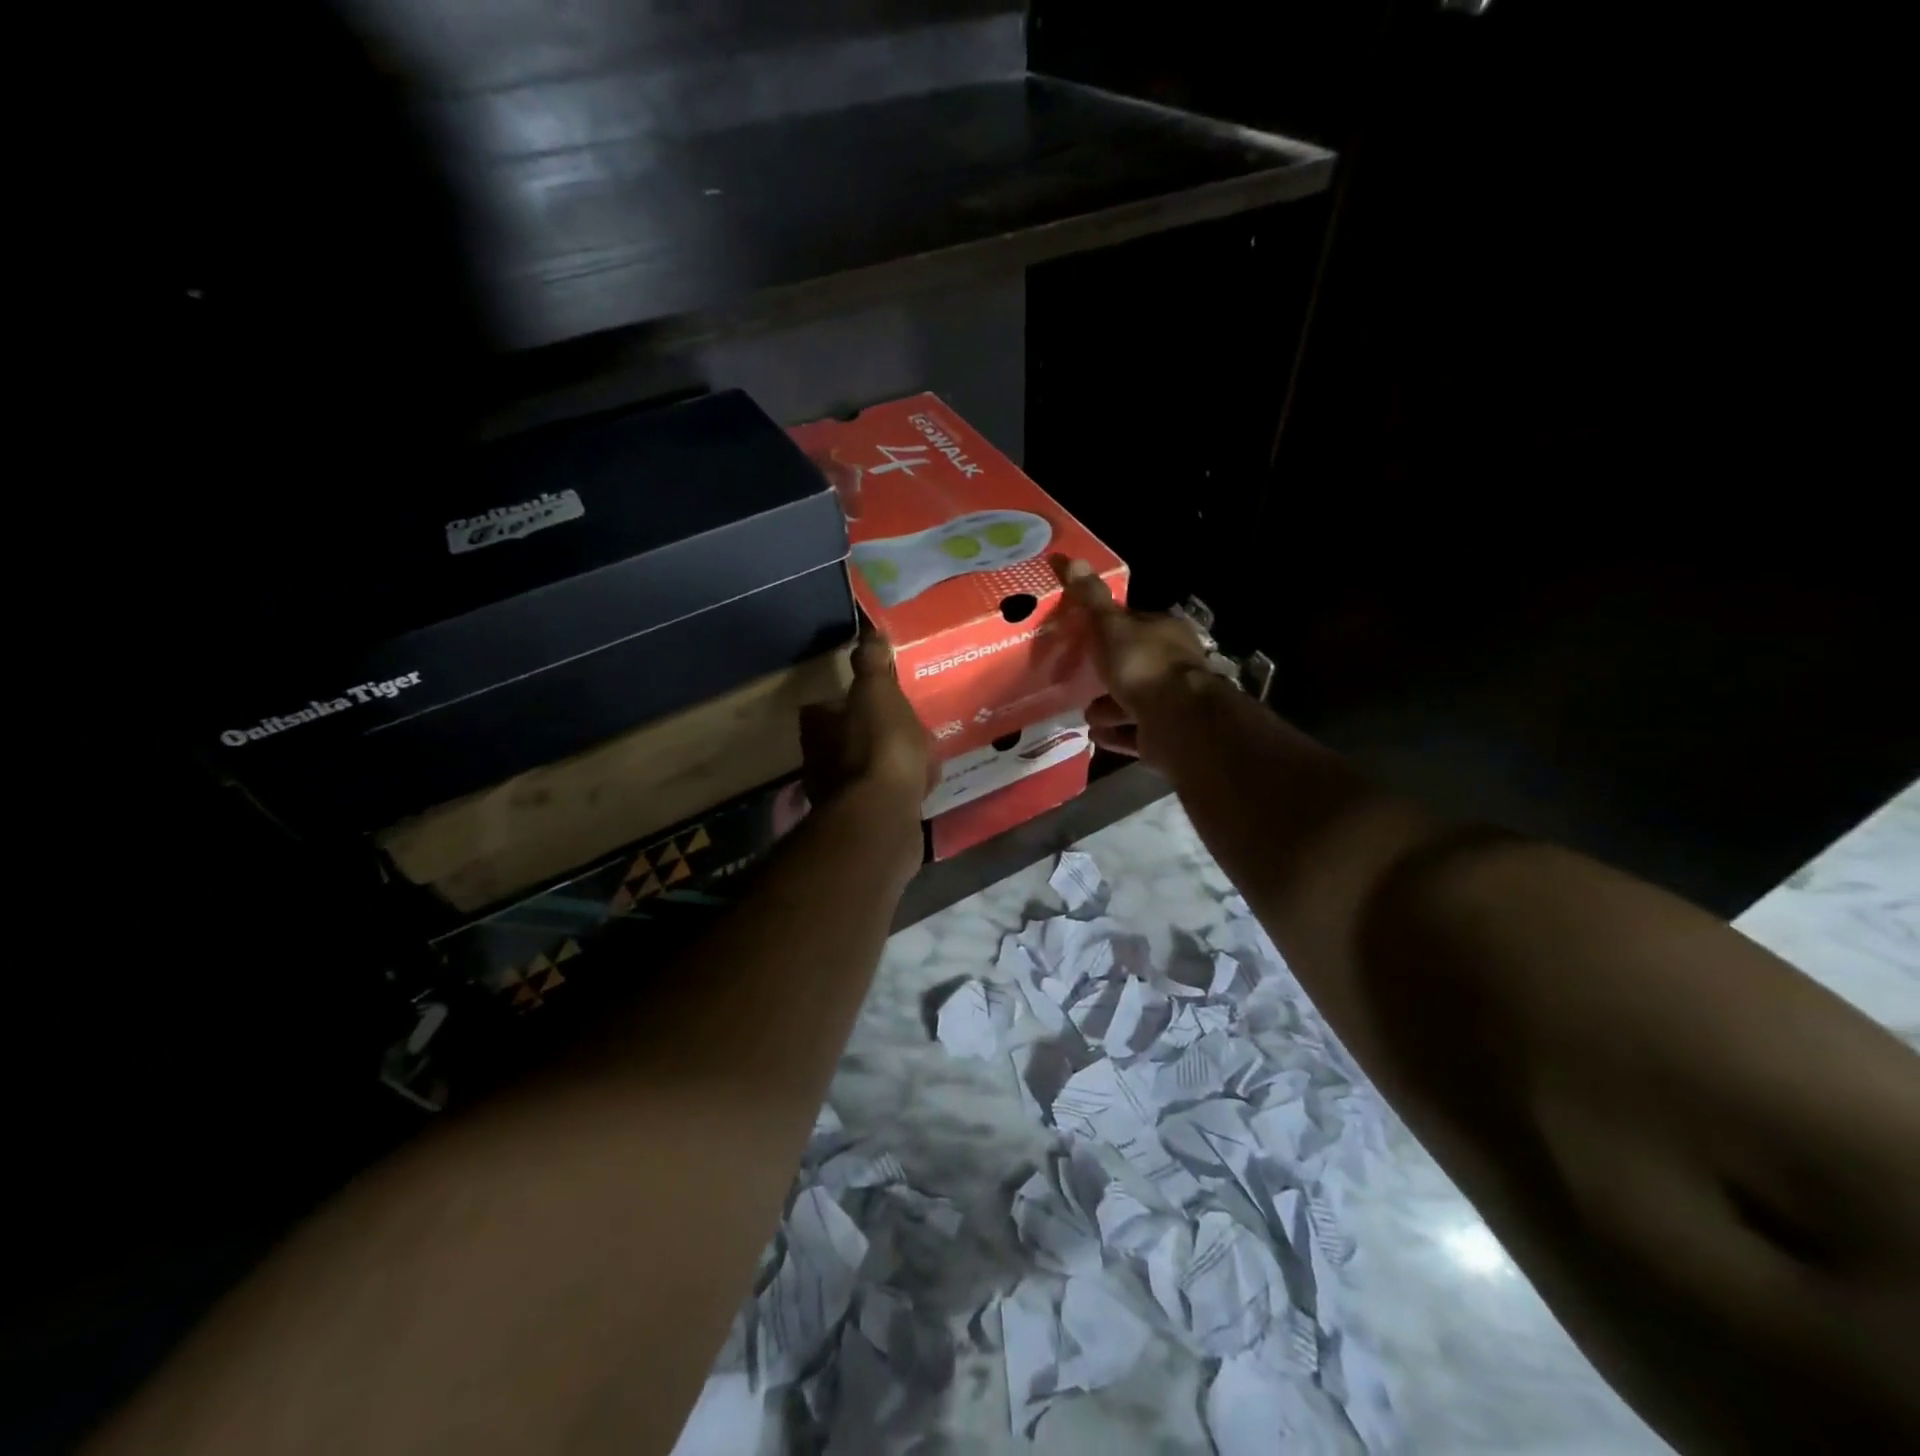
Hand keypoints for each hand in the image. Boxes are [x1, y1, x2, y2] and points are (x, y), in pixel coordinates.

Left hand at [799, 631, 932, 824]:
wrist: (883, 817)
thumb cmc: (878, 747)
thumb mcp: (878, 693)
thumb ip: (872, 663)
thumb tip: (868, 630)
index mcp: (818, 729)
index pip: (820, 709)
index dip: (841, 703)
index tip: (867, 698)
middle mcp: (819, 764)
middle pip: (841, 742)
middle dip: (865, 735)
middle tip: (898, 726)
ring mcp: (840, 798)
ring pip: (863, 772)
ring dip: (883, 764)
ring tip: (917, 755)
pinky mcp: (864, 824)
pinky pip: (882, 799)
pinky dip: (897, 791)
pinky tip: (921, 787)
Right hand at [1063, 560, 1216, 763]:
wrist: (1177, 720)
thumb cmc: (1143, 665)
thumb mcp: (1111, 626)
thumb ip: (1091, 599)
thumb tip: (1069, 558)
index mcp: (1164, 633)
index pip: (1133, 624)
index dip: (1107, 628)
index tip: (1083, 636)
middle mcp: (1171, 665)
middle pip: (1132, 665)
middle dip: (1107, 673)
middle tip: (1077, 678)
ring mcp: (1170, 702)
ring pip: (1133, 702)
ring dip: (1108, 707)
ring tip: (1083, 712)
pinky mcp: (1165, 734)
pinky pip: (1134, 732)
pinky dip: (1115, 733)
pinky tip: (1094, 735)